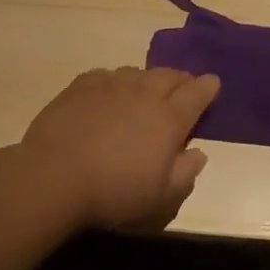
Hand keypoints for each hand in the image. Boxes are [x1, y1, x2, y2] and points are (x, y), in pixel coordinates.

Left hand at [19, 67, 218, 230]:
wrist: (56, 175)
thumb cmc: (114, 191)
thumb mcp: (160, 196)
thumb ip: (185, 173)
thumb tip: (199, 154)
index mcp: (169, 118)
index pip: (197, 94)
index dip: (208, 87)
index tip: (214, 83)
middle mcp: (144, 93)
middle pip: (169, 76)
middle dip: (181, 79)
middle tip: (184, 86)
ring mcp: (112, 84)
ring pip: (138, 72)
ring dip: (148, 79)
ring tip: (146, 91)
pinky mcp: (82, 85)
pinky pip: (106, 75)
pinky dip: (115, 81)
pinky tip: (109, 92)